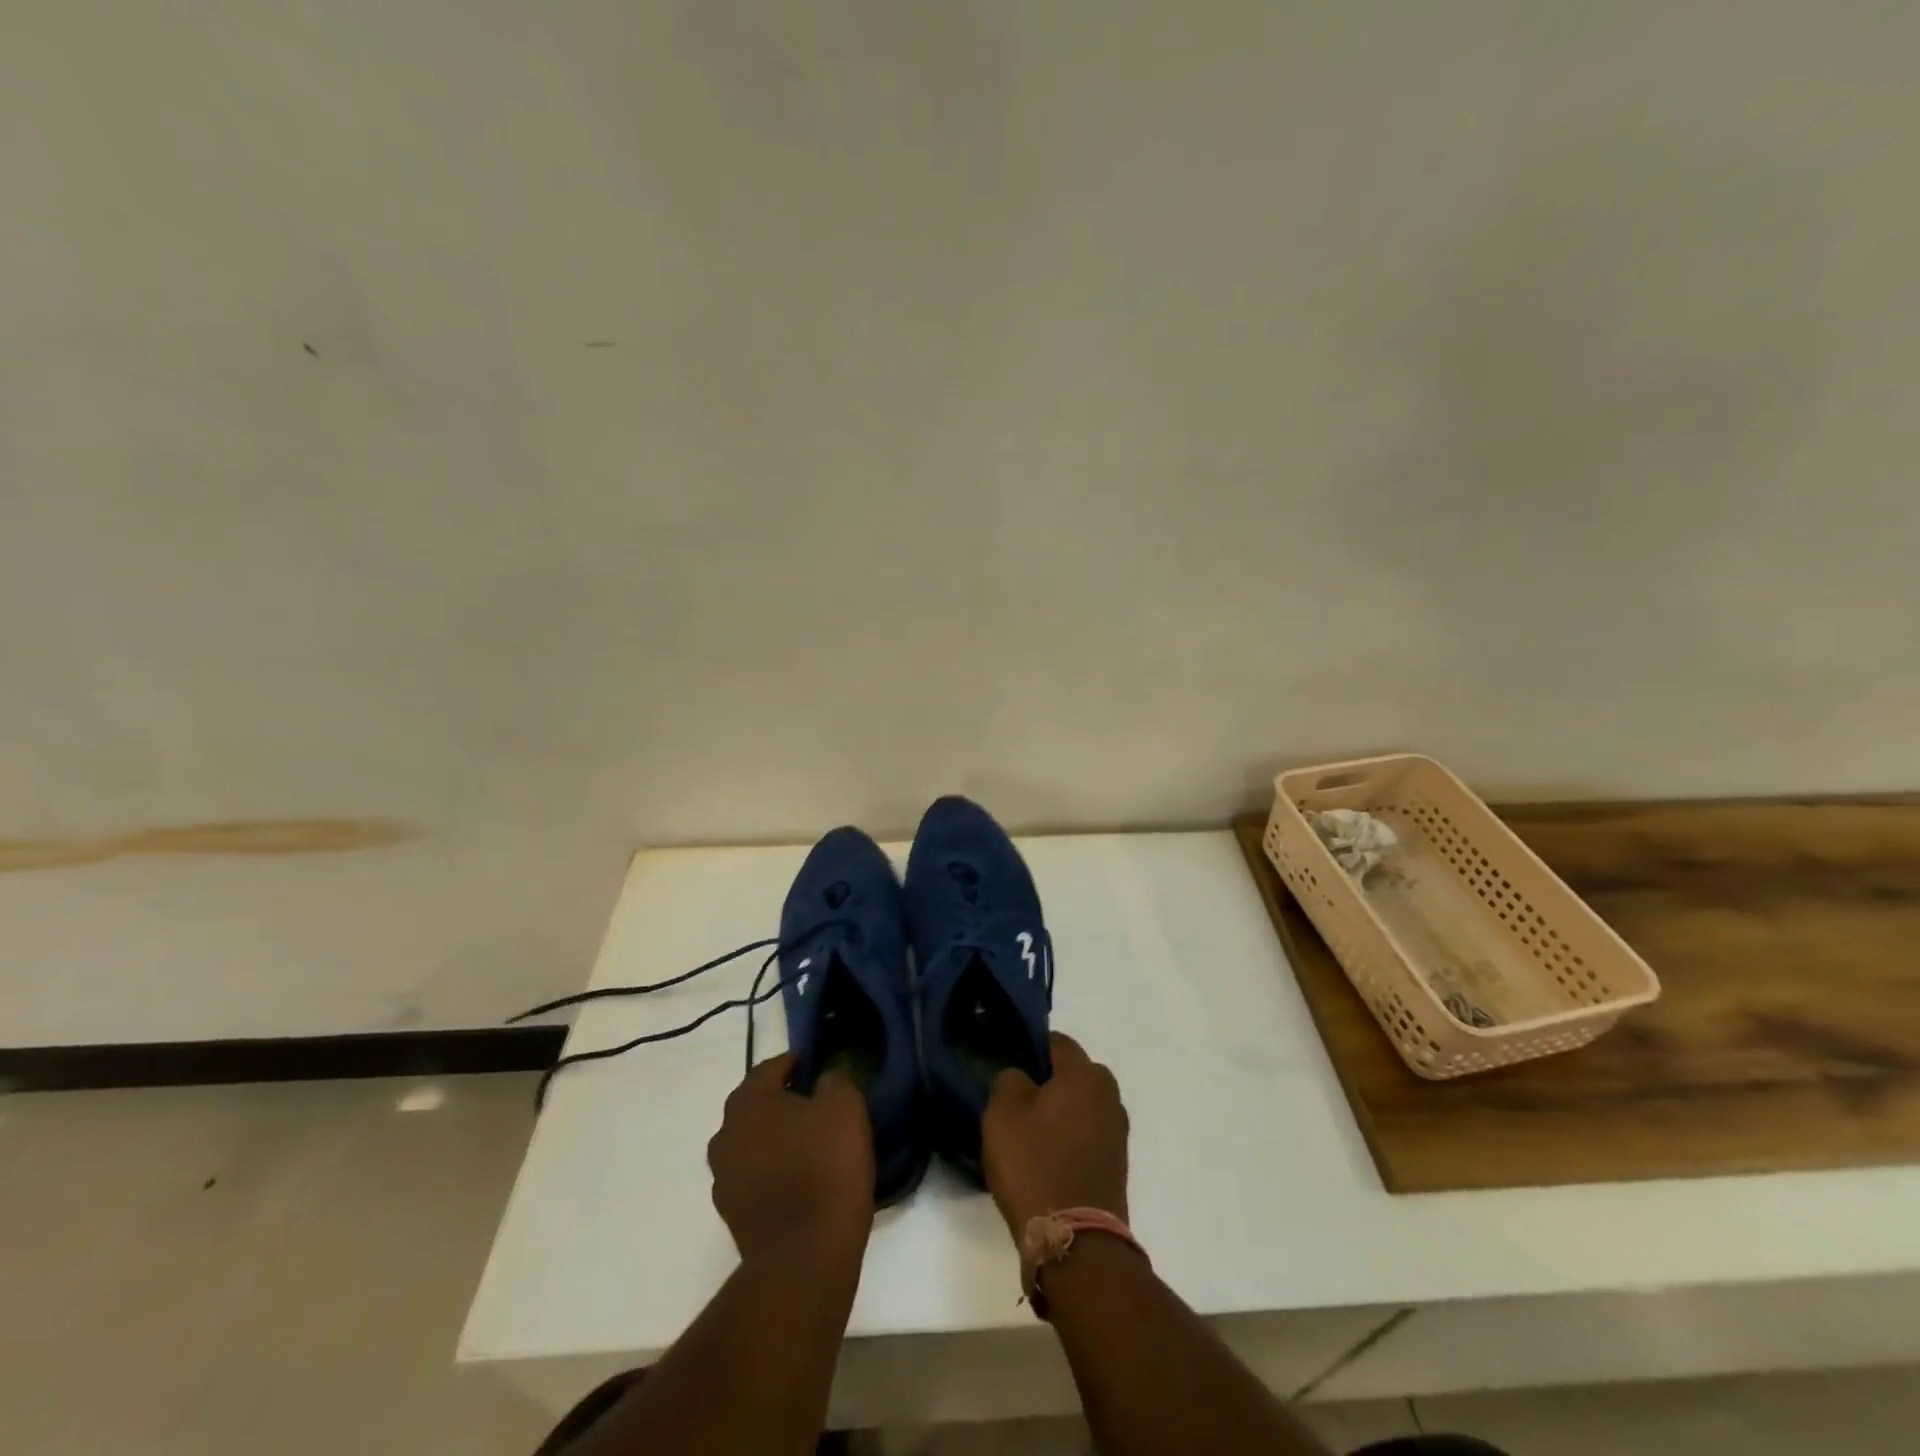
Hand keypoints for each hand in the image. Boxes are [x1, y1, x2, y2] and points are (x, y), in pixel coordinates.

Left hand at [708, 1054, 874, 1264]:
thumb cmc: (825, 1166)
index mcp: (749, 1101)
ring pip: (755, 1142)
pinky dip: (775, 1173)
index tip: (822, 1070)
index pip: (773, 1067)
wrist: (805, 1256)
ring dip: (778, 1140)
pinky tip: (802, 1182)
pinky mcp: (731, 1214)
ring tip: (813, 1148)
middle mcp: (726, 1133)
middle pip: (759, 1105)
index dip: (799, 1064)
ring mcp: (723, 1177)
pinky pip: (756, 1177)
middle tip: (820, 1109)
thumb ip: (833, 1080)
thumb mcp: (844, 1105)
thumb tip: (822, 1082)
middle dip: (785, 1102)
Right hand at [982, 1033, 1129, 1239]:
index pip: (1056, 1042)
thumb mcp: (1002, 1113)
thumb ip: (1009, 1079)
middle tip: (1017, 1102)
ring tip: (1030, 1134)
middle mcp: (1108, 1093)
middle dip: (1048, 1081)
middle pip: (1073, 1073)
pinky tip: (1048, 1157)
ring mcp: (1117, 1130)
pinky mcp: (1117, 1162)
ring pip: (1082, 1104)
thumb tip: (1022, 1077)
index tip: (1008, 1068)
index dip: (1030, 1049)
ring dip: (1060, 1111)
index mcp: (1084, 1073)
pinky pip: (1088, 1133)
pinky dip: (1071, 1137)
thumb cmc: (1035, 1165)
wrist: (1076, 1241)